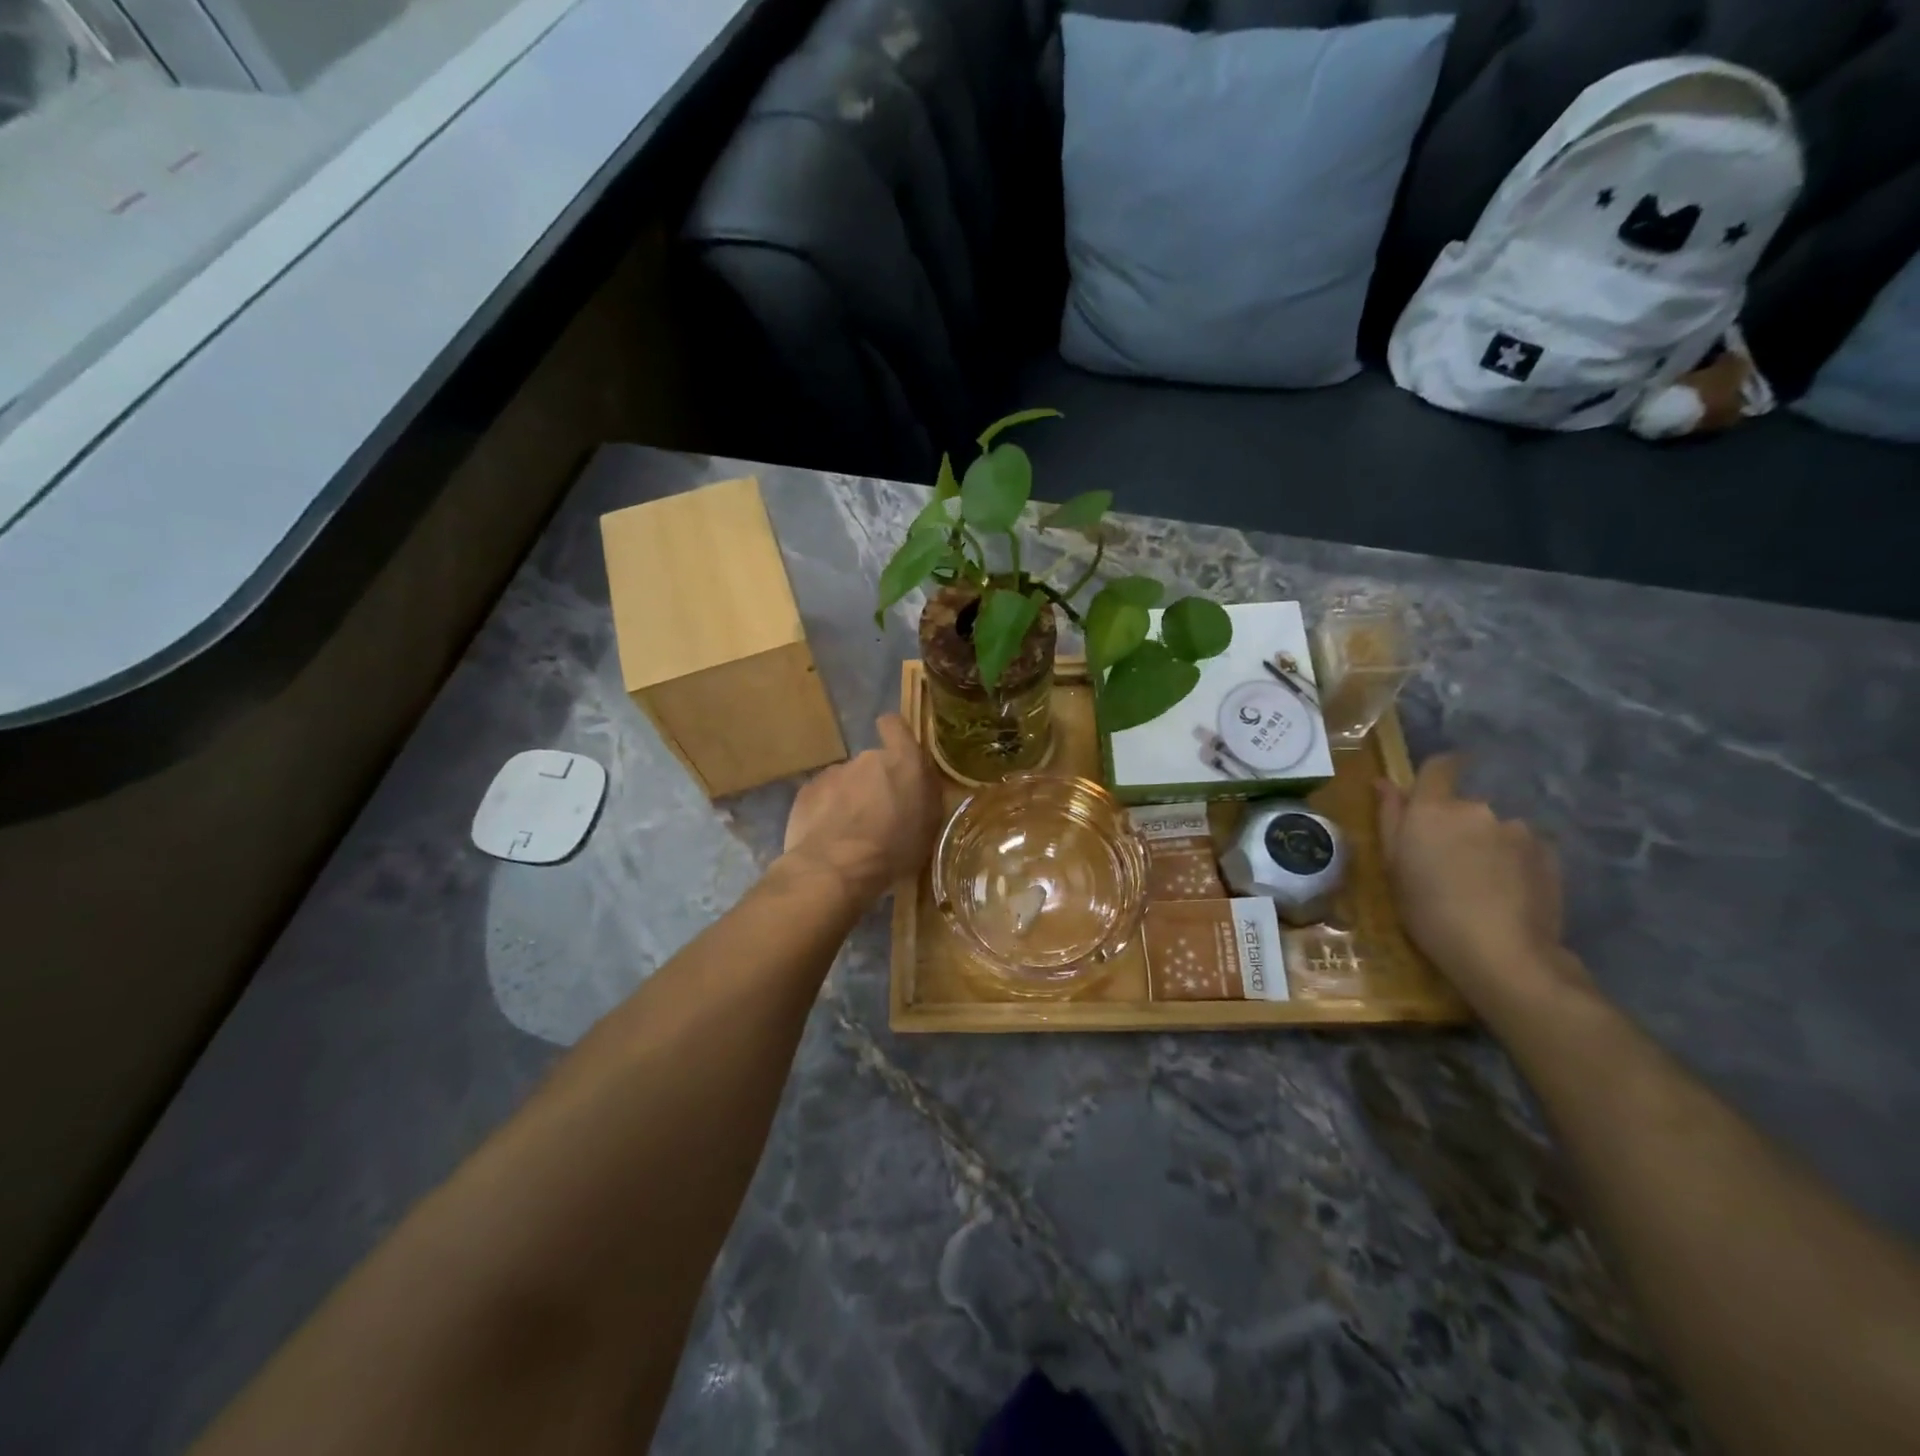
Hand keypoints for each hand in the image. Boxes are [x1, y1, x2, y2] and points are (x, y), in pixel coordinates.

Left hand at [781, 714, 942, 904]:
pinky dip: (826, 811)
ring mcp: (833, 773)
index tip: (895, 750)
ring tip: (850, 832)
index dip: (894, 733)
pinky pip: (822, 796)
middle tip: (879, 815)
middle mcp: (867, 759)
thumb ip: (924, 794)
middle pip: (872, 763)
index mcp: (903, 762)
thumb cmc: (893, 850)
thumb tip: (918, 781)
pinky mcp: (806, 791)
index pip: (895, 725)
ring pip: (846, 781)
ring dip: (849, 799)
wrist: (835, 869)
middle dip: (875, 783)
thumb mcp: (928, 827)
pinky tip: (828, 837)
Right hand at [1377, 754, 1585, 1014]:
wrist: (1502, 953)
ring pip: (1494, 828)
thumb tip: (1384, 782)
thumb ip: (1390, 818)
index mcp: (1432, 809)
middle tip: (1446, 863)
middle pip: (1464, 805)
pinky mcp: (1549, 854)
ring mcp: (1517, 830)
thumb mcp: (1394, 867)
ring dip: (1486, 845)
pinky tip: (1508, 894)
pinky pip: (1522, 848)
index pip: (1439, 766)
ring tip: (1481, 884)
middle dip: (1456, 825)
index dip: (1437, 772)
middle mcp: (1477, 808)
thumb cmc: (1428, 911)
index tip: (1431, 791)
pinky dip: (1513, 862)